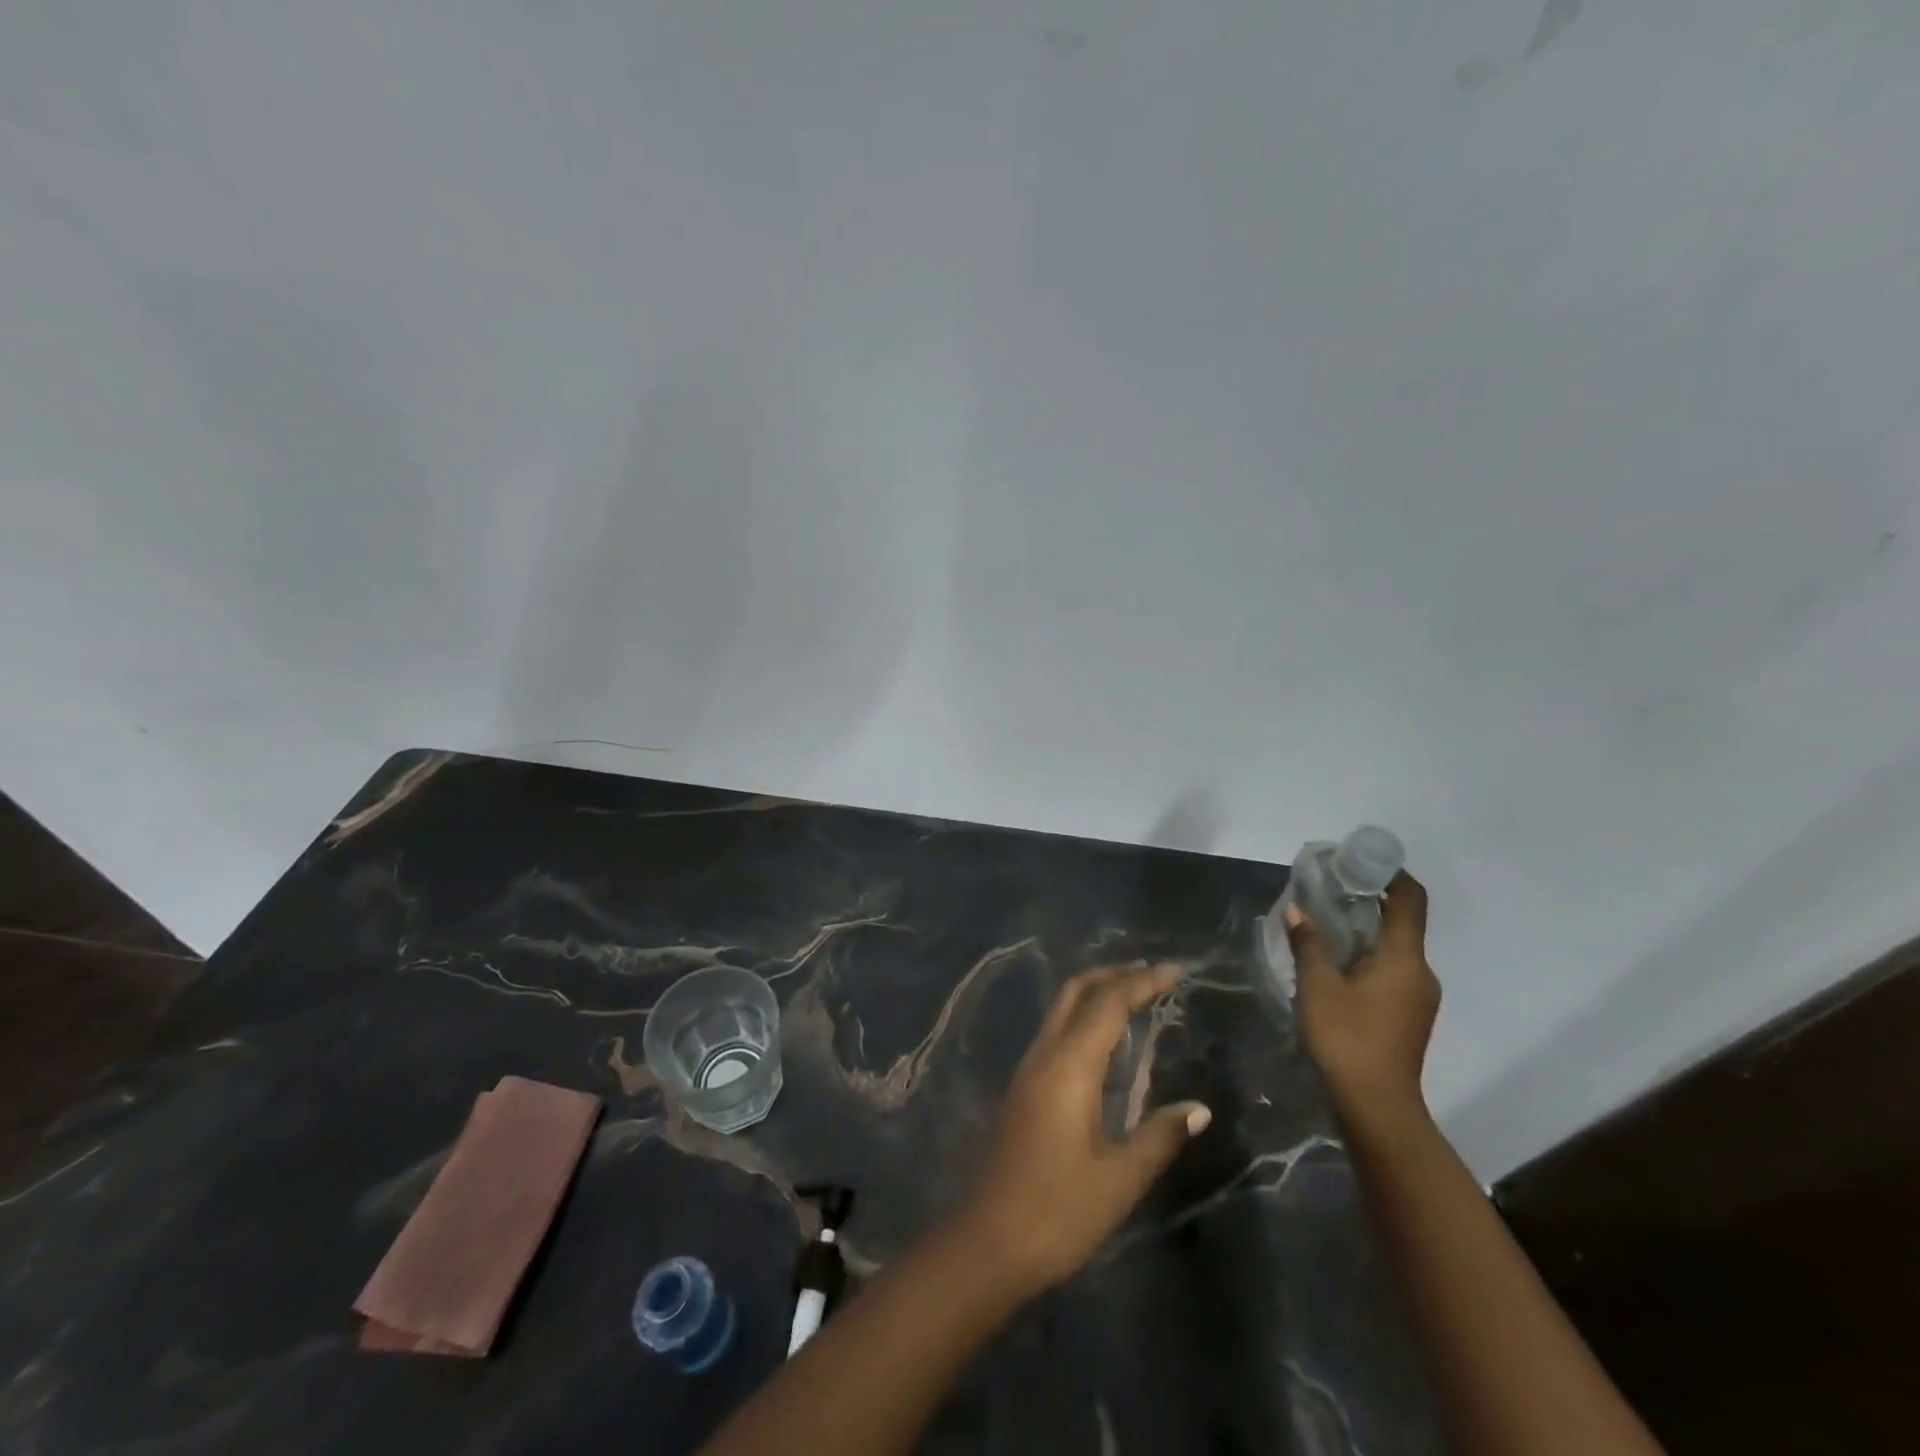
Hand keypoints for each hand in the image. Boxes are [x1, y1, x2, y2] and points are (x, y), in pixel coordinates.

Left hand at [954, 963, 1210, 1294]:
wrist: (987, 1241)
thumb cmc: (1058, 1211)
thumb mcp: (1119, 1179)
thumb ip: (1160, 1136)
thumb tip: (1199, 1108)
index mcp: (1069, 1066)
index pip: (1108, 1002)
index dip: (1142, 980)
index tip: (1175, 971)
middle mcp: (1044, 1054)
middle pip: (1076, 991)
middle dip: (1114, 974)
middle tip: (1154, 976)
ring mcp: (1027, 1069)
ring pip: (1062, 1009)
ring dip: (1097, 994)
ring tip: (1138, 1001)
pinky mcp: (1022, 1087)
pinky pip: (1056, 1033)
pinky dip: (1084, 1019)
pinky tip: (1107, 1046)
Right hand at [1285, 872, 1439, 1122]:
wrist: (1377, 1106)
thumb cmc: (1347, 1037)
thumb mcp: (1317, 985)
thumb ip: (1308, 942)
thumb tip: (1297, 909)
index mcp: (1403, 957)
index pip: (1410, 899)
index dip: (1391, 873)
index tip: (1359, 861)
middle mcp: (1420, 971)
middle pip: (1402, 922)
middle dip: (1368, 901)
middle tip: (1328, 891)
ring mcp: (1418, 996)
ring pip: (1394, 949)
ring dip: (1365, 932)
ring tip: (1324, 926)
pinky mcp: (1409, 1015)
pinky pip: (1391, 970)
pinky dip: (1367, 957)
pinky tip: (1335, 965)